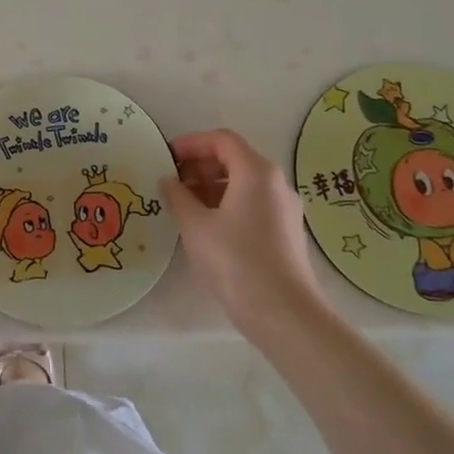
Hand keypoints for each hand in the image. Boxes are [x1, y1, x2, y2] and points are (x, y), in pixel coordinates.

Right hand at [160, 130, 330, 337]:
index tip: (167, 156)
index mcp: (256, 172)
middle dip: (200, 165)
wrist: (284, 313)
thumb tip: (168, 180)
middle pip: (235, 158)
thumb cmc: (236, 261)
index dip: (191, 143)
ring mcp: (285, 208)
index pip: (222, 140)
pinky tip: (207, 226)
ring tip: (184, 204)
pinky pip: (253, 203)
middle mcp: (276, 183)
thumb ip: (177, 196)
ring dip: (212, 185)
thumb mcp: (195, 226)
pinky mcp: (286, 231)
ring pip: (244, 183)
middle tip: (172, 181)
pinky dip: (228, 203)